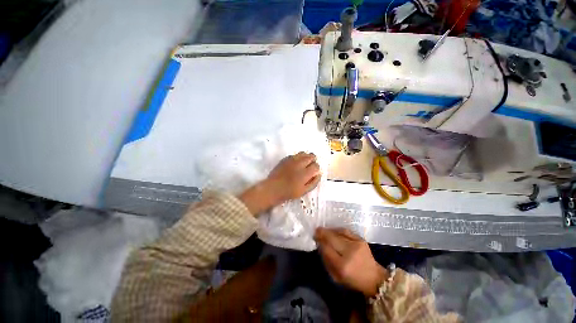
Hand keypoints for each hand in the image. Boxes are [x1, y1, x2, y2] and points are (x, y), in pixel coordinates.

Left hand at [239, 152, 320, 215]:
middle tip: (310, 166)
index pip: (316, 165)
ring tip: (304, 163)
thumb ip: (313, 182)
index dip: (316, 168)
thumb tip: (319, 174)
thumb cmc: (289, 192)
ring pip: (303, 153)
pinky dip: (298, 157)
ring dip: (306, 157)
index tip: (314, 172)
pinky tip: (296, 163)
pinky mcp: (285, 158)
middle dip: (313, 160)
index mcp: (305, 173)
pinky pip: (295, 154)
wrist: (273, 188)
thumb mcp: (304, 191)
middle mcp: (299, 164)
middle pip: (311, 156)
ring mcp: (292, 160)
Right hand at [314, 227, 387, 296]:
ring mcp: (356, 244)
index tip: (315, 237)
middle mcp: (350, 253)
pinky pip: (346, 231)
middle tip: (316, 231)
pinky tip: (333, 230)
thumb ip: (326, 260)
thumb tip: (320, 244)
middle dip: (322, 233)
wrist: (374, 278)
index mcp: (342, 266)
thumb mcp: (336, 276)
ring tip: (324, 230)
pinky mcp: (361, 239)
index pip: (326, 249)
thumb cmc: (353, 279)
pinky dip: (338, 229)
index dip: (319, 241)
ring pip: (338, 232)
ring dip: (329, 230)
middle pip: (332, 238)